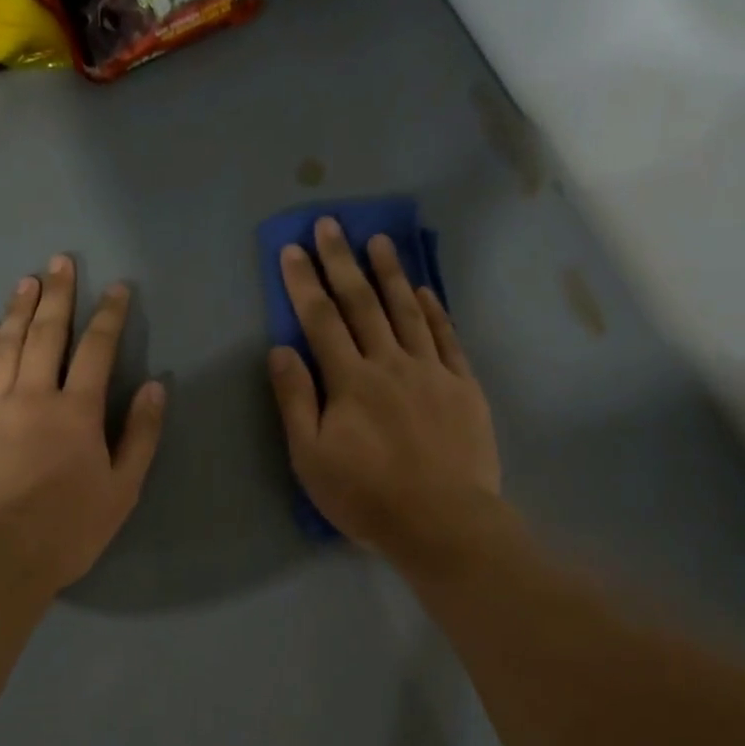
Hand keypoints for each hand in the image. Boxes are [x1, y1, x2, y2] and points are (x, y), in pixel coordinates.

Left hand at [0, 256, 165, 591]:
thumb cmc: (69, 528)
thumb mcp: (122, 489)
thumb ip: (140, 436)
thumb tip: (155, 389)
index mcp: (76, 412)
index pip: (97, 350)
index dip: (110, 316)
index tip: (118, 288)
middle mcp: (33, 396)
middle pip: (46, 334)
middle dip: (58, 295)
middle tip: (61, 261)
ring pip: (6, 346)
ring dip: (18, 310)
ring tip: (27, 282)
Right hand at [268, 218, 502, 565]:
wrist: (442, 521)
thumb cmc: (367, 497)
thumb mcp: (312, 459)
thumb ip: (296, 402)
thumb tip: (280, 351)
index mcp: (350, 382)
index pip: (321, 320)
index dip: (305, 283)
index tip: (292, 249)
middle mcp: (390, 364)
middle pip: (363, 304)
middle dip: (342, 262)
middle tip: (330, 225)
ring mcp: (431, 372)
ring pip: (408, 311)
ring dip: (390, 274)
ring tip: (378, 241)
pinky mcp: (463, 387)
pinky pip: (447, 338)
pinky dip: (435, 311)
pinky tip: (426, 291)